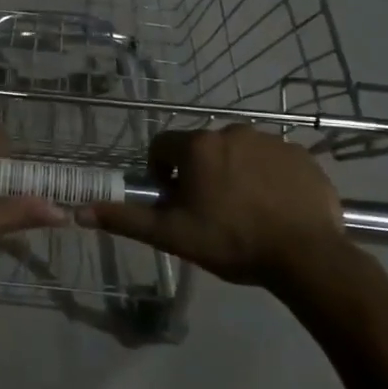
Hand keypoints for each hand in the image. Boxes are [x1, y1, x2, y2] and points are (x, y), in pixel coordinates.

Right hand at [82, 126, 362, 299]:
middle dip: (200, 174)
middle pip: (202, 149)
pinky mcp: (302, 155)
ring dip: (233, 173)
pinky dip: (268, 178)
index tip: (175, 201)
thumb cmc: (232, 242)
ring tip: (245, 212)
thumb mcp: (173, 236)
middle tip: (210, 212)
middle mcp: (232, 132)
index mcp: (198, 147)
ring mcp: (272, 141)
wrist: (308, 256)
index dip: (162, 173)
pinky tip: (274, 208)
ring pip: (238, 153)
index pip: (163, 146)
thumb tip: (79, 212)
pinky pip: (273, 161)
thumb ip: (126, 220)